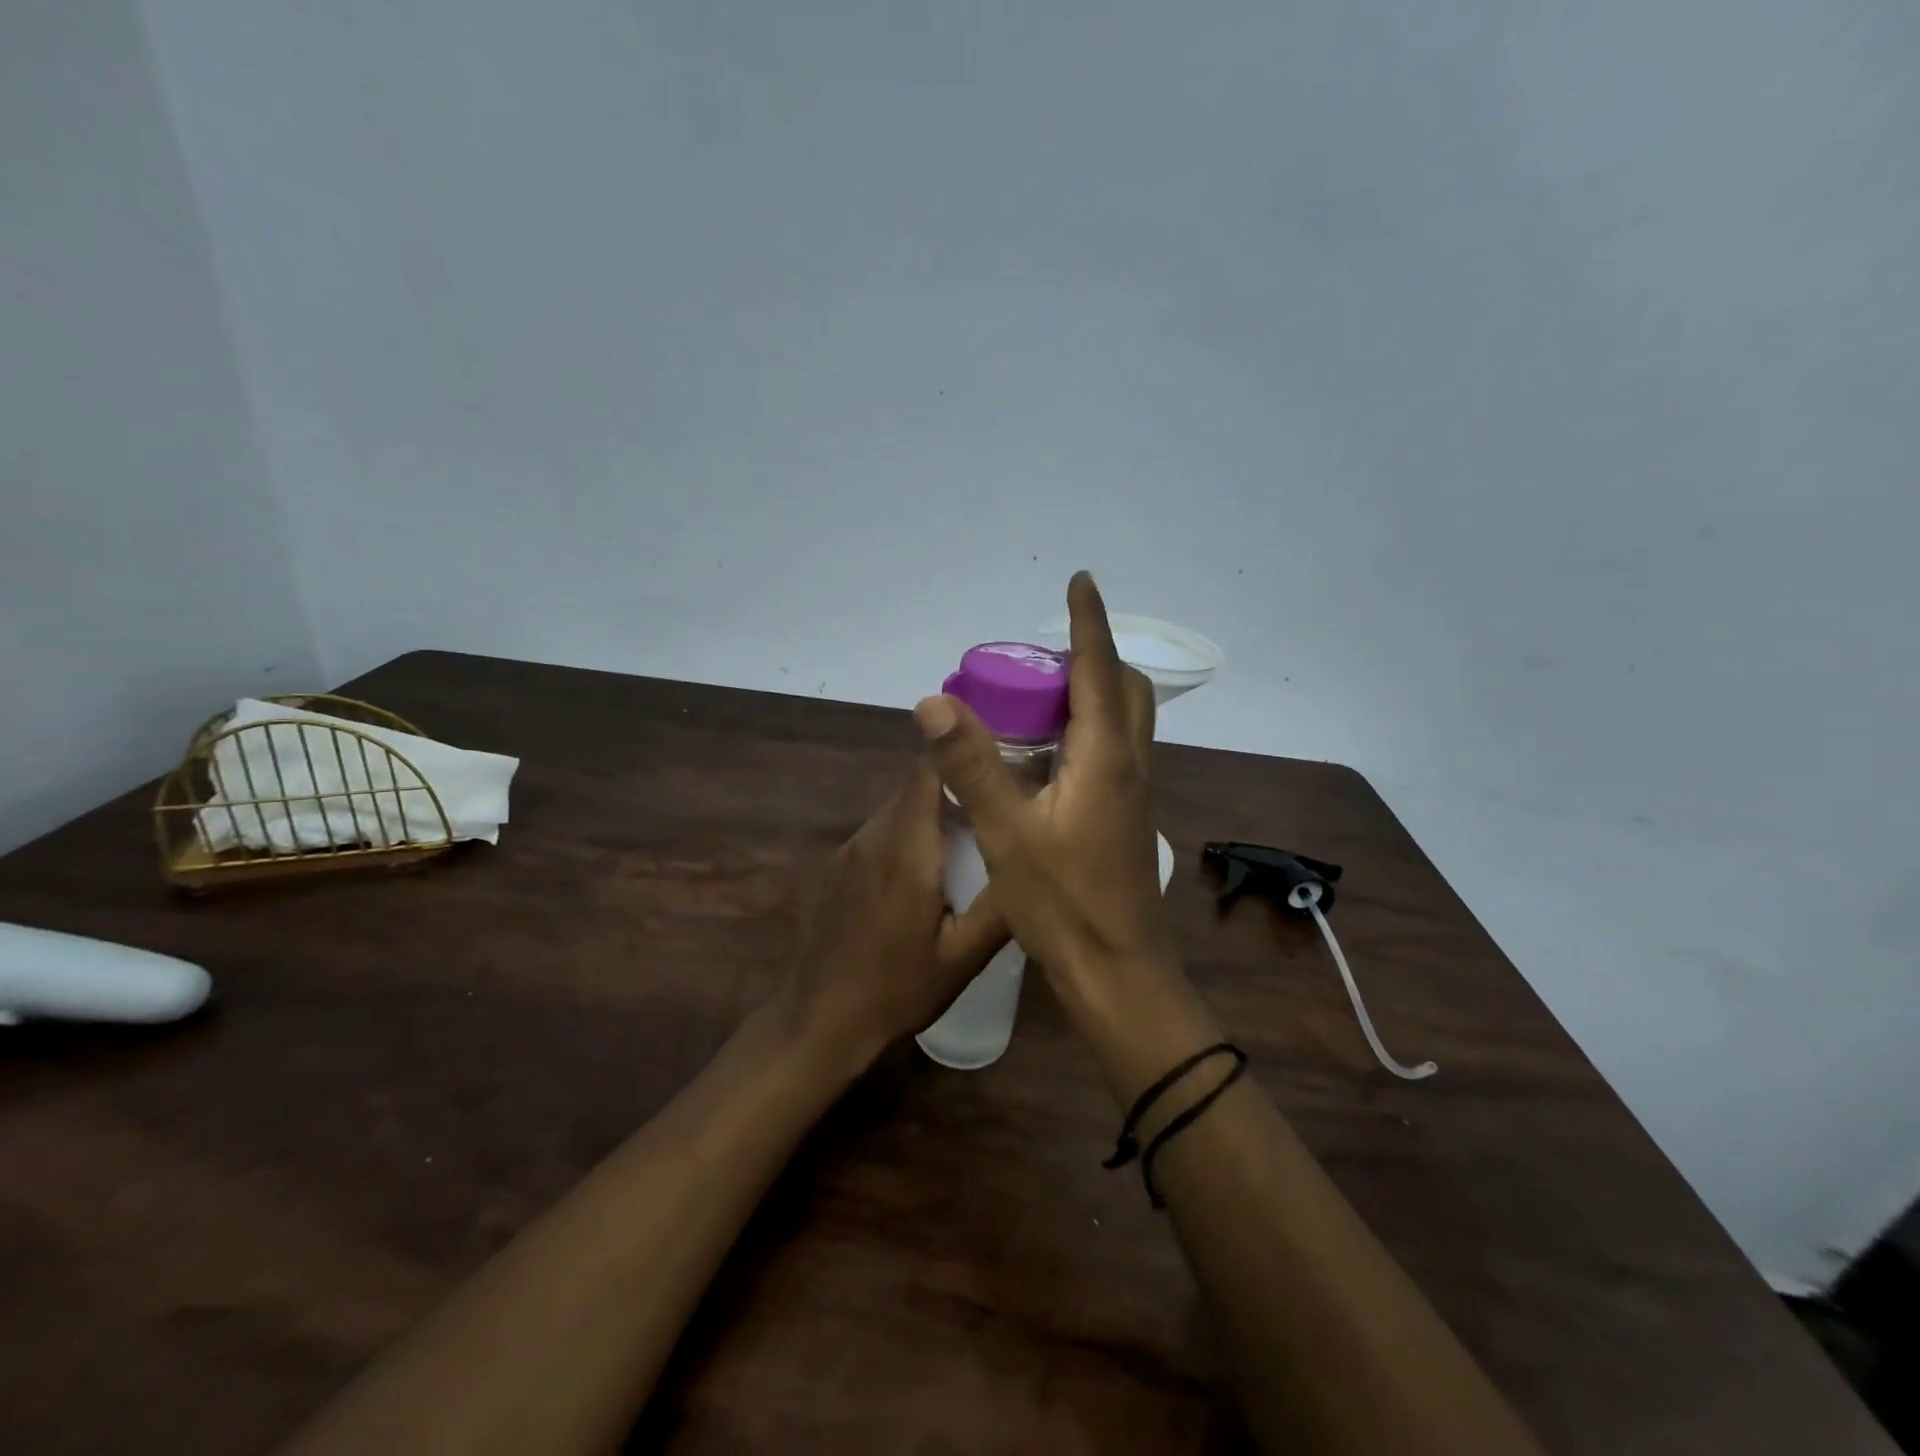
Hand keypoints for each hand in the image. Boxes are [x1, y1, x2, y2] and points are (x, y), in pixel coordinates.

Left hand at [773, 756, 1008, 1072]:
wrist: (817, 1022)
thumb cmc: (896, 990)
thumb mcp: (963, 957)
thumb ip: (1000, 904)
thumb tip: (1032, 858)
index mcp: (907, 849)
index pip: (929, 768)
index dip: (962, 749)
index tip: (1001, 751)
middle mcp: (873, 835)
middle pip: (917, 785)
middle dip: (958, 783)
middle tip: (999, 797)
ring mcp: (850, 849)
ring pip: (899, 808)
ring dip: (934, 811)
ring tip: (972, 834)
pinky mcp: (838, 865)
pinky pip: (881, 831)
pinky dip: (910, 834)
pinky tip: (927, 871)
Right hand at [912, 572, 1171, 990]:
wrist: (1116, 969)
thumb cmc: (1064, 901)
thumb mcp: (1007, 832)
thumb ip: (971, 765)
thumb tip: (933, 701)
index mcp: (1105, 757)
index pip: (1099, 669)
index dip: (1088, 621)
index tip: (1080, 580)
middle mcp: (1128, 764)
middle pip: (1123, 689)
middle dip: (1091, 657)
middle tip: (1039, 658)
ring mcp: (1131, 791)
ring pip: (1122, 720)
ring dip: (1090, 693)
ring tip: (1036, 696)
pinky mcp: (1123, 815)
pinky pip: (1111, 749)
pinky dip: (1085, 729)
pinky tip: (1044, 754)